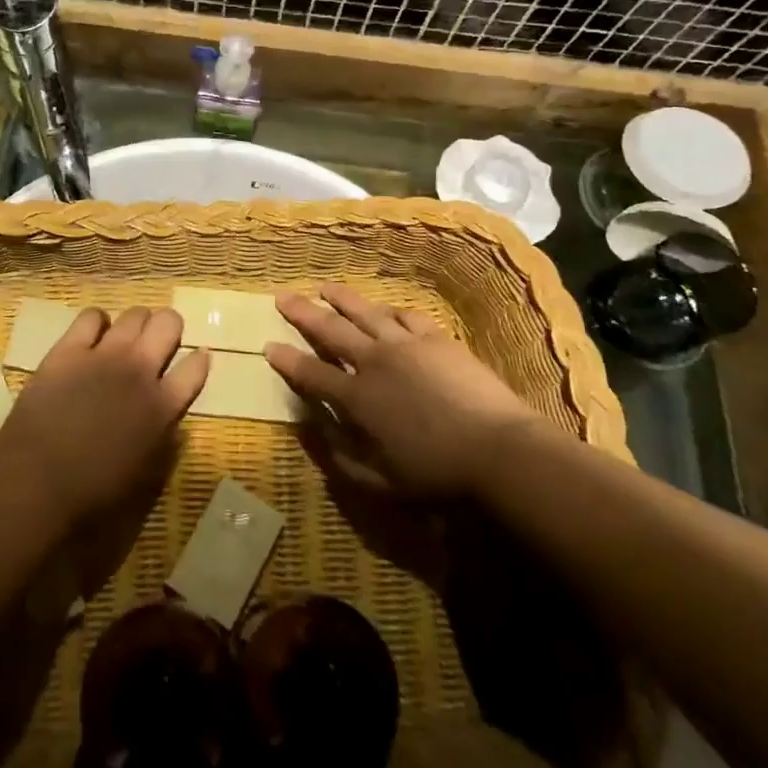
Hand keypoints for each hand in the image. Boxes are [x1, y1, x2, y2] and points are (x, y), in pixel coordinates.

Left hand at [0, 306, 209, 527]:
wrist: (37, 484)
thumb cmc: (95, 494)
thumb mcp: (148, 474)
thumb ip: (165, 436)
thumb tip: (170, 418)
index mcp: (163, 406)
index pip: (196, 366)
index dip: (198, 360)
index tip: (195, 360)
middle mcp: (140, 370)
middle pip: (169, 323)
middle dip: (167, 329)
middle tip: (156, 345)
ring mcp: (104, 354)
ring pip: (135, 314)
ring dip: (136, 325)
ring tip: (125, 340)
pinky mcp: (69, 349)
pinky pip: (91, 316)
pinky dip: (96, 323)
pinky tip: (91, 338)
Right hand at [265, 284, 535, 495]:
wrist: (498, 449)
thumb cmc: (437, 474)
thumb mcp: (380, 480)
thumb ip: (339, 454)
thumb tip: (309, 428)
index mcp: (357, 398)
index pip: (312, 374)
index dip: (287, 360)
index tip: (269, 346)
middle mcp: (374, 362)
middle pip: (331, 330)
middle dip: (304, 313)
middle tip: (284, 297)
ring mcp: (405, 344)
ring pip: (365, 312)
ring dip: (342, 300)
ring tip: (325, 288)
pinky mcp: (435, 338)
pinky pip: (405, 315)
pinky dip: (389, 310)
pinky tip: (384, 309)